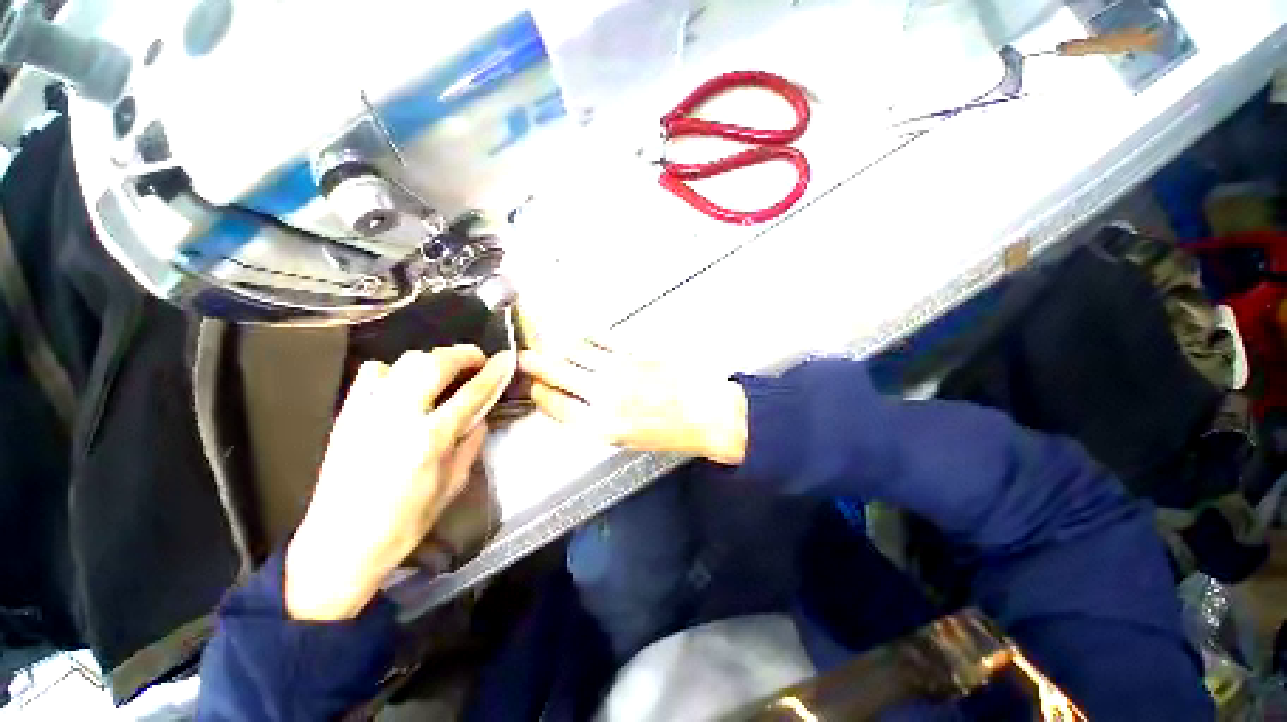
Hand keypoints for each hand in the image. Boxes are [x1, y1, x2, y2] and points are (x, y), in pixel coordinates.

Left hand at [284, 345, 514, 621]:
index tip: (507, 358)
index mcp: (430, 439)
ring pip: (404, 362)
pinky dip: (396, 370)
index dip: (493, 372)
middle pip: (435, 363)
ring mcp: (367, 412)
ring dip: (433, 360)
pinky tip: (405, 385)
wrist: (340, 545)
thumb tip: (481, 417)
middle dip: (463, 354)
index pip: (471, 392)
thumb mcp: (452, 487)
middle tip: (478, 360)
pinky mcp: (346, 414)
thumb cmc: (404, 523)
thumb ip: (470, 445)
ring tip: (446, 372)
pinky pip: (372, 374)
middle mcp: (398, 417)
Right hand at [519, 342, 747, 464]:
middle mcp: (607, 395)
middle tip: (526, 358)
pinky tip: (583, 339)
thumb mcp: (632, 440)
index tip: (536, 388)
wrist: (710, 412)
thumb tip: (580, 402)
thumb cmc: (674, 431)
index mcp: (604, 425)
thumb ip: (600, 420)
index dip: (542, 395)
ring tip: (555, 348)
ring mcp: (621, 369)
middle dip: (537, 364)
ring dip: (562, 349)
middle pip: (559, 372)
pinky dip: (587, 338)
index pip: (557, 407)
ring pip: (578, 352)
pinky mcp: (636, 351)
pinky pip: (603, 340)